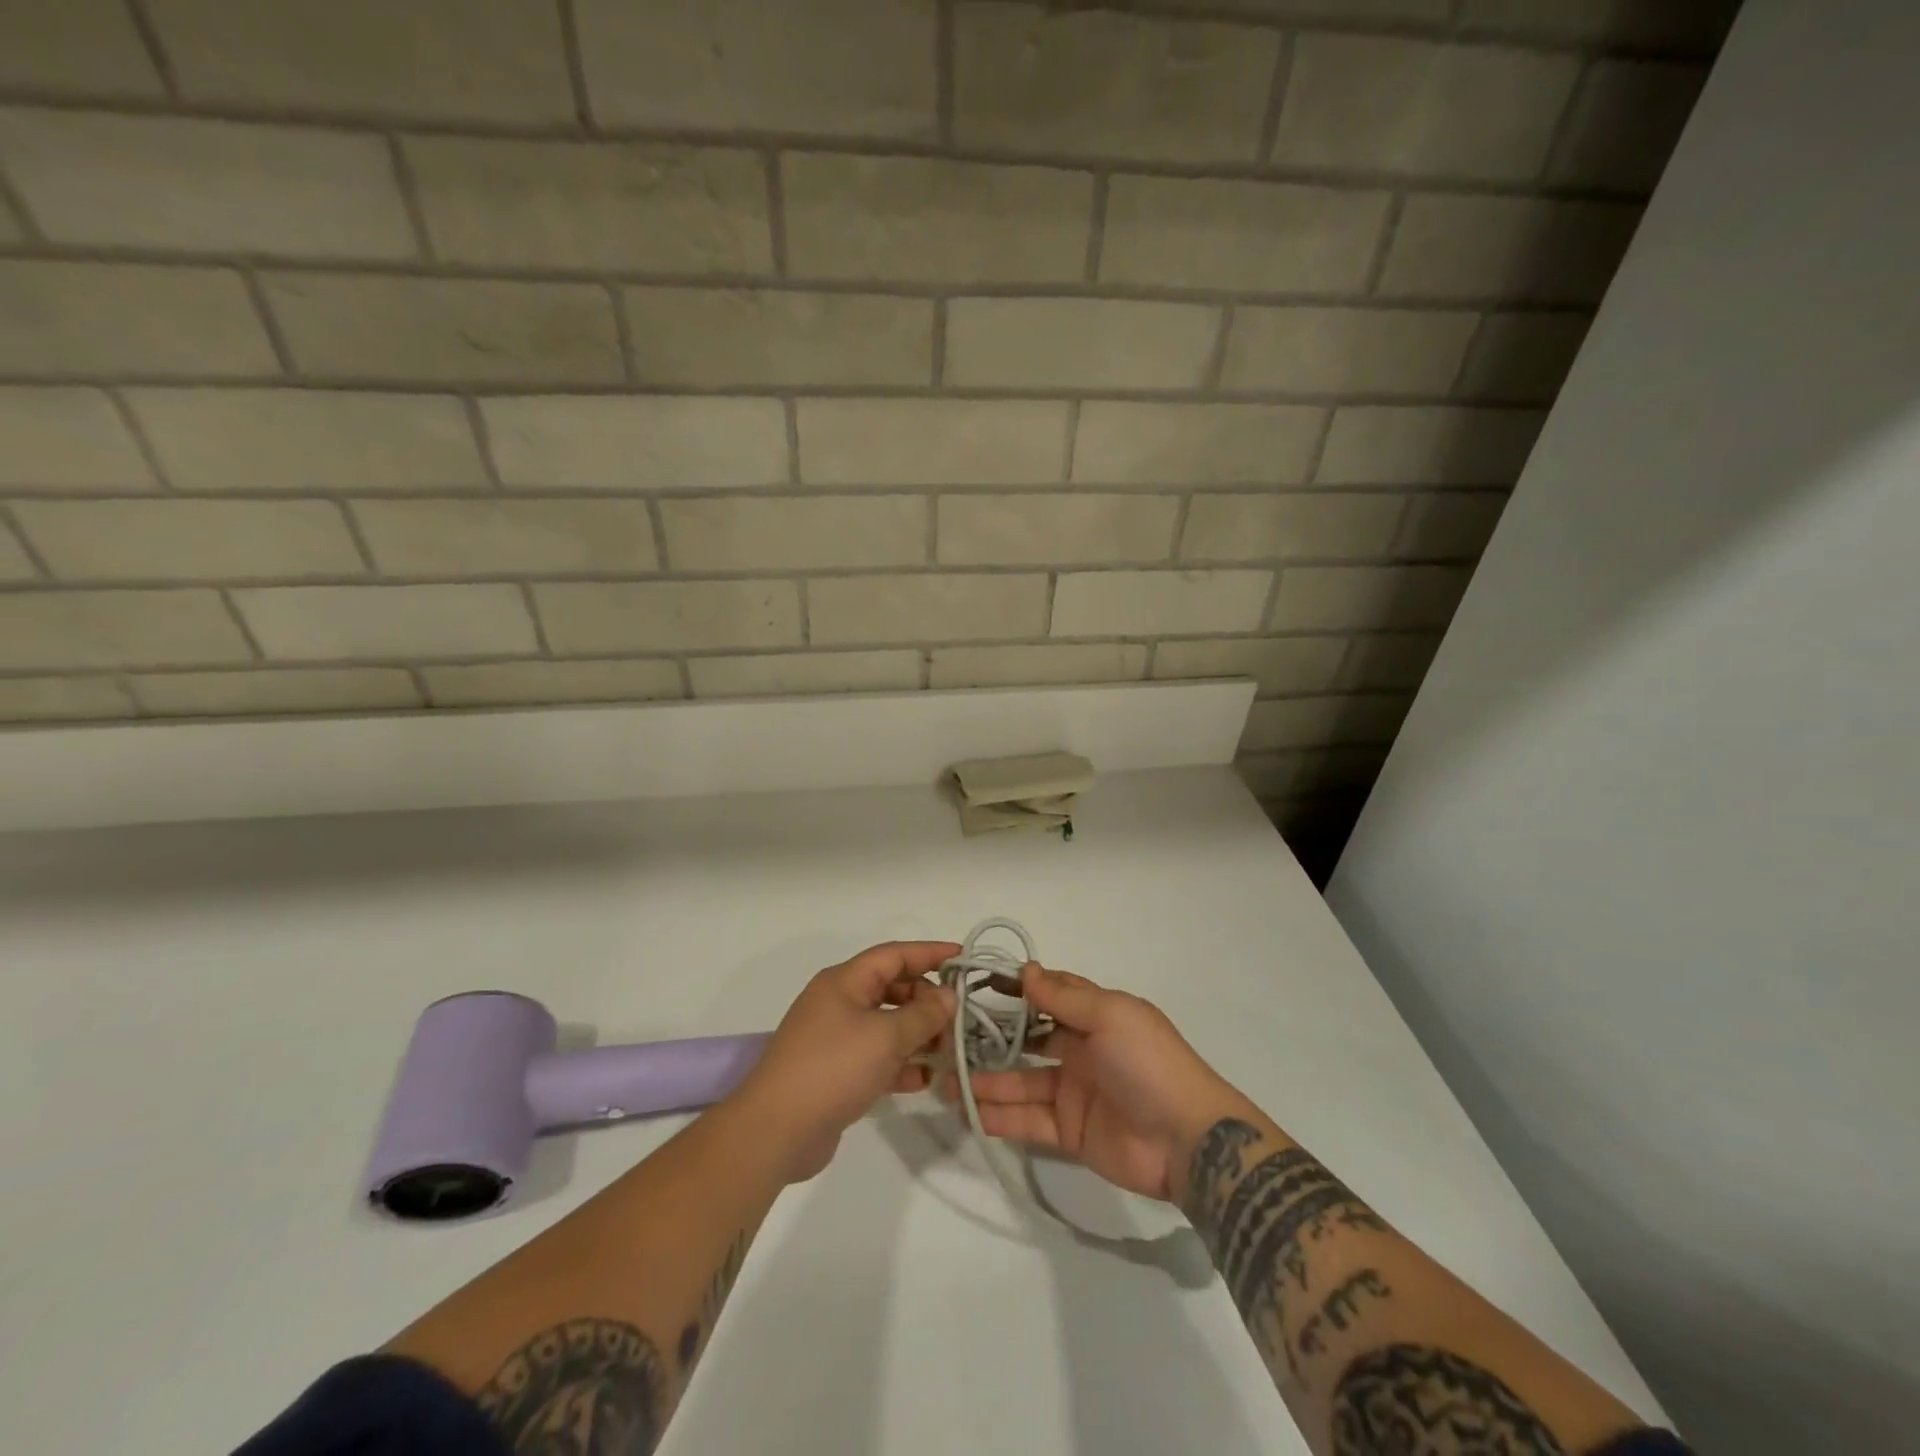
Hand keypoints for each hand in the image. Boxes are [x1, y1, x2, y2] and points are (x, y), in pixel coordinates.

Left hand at [730, 941, 958, 1182]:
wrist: (775, 1131)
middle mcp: (840, 1002)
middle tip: (959, 1019)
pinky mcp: (837, 1072)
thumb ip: (923, 1015)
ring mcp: (837, 1038)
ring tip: (950, 1051)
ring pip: (887, 1025)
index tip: (963, 958)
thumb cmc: (833, 1068)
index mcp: (845, 981)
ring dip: (918, 1035)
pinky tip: (925, 1080)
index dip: (930, 953)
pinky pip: (878, 1057)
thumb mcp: (885, 1036)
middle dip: (927, 1001)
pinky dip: (901, 1064)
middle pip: (893, 989)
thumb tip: (948, 996)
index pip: (894, 954)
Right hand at [941, 964, 1253, 1201]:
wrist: (1187, 1139)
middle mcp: (1081, 1050)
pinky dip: (1000, 1117)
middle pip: (1027, 1041)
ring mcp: (1073, 1093)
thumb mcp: (1111, 1016)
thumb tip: (1028, 969)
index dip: (1017, 990)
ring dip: (987, 1081)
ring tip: (946, 1079)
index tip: (977, 987)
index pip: (1050, 996)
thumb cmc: (1147, 1063)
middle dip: (992, 1040)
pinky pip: (1028, 1121)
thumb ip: (1065, 997)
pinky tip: (969, 1111)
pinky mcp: (1069, 1132)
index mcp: (1095, 1017)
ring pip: (1021, 1083)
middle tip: (948, 1040)